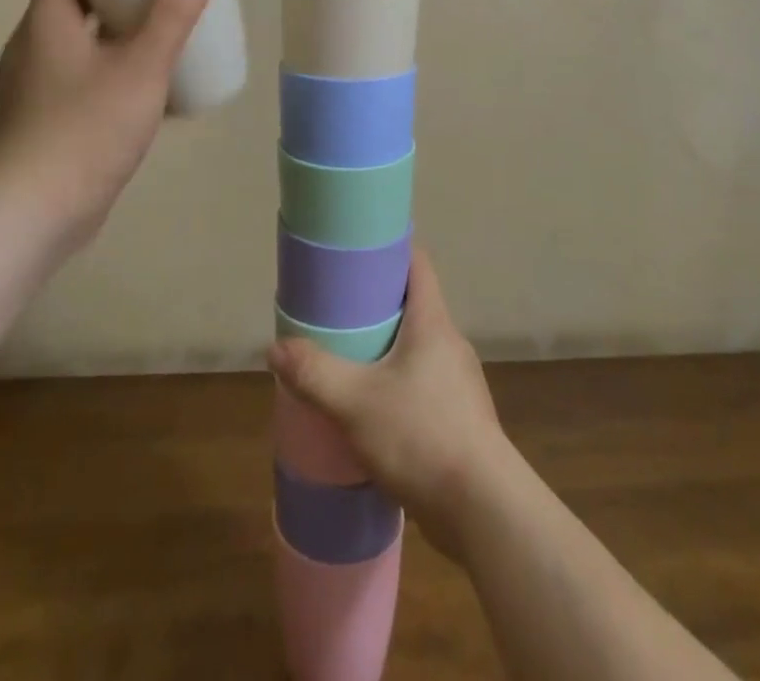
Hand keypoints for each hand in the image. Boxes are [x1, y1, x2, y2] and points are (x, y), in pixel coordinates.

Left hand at [0, 0, 216, 250]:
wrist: (35, 212)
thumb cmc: (87, 127)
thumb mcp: (141, 66)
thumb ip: (173, 13)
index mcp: (46, 22)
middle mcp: (34, 48)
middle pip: (75, 4)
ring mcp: (36, 88)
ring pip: (80, 45)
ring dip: (117, 36)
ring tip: (163, 36)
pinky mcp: (46, 122)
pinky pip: (82, 80)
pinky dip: (111, 72)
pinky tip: (147, 90)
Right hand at [268, 248, 513, 559]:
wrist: (484, 511)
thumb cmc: (422, 436)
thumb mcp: (356, 403)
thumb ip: (314, 373)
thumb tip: (275, 347)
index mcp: (433, 322)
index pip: (417, 262)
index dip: (389, 248)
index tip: (356, 251)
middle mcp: (450, 343)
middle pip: (414, 304)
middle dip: (376, 303)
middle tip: (337, 309)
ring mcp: (459, 383)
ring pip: (417, 348)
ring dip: (386, 348)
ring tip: (349, 359)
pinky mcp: (460, 418)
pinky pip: (423, 384)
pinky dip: (397, 384)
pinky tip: (373, 410)